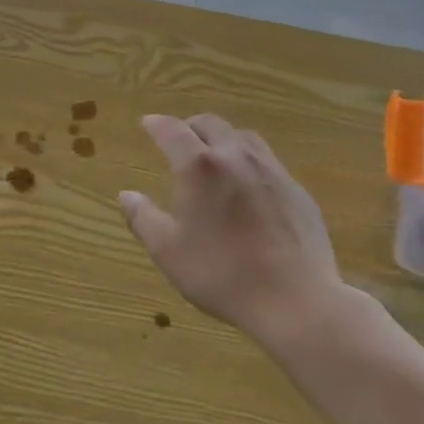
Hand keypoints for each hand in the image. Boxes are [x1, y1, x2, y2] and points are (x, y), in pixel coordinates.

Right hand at [120, 114, 348, 349]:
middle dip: (190, 126)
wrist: (297, 301)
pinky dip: (248, 161)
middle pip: (210, 124)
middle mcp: (236, 156)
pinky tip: (248, 186)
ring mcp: (271, 170)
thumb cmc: (223, 274)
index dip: (157, 124)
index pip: (173, 130)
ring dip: (222, 138)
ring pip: (242, 137)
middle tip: (179, 140)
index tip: (147, 123)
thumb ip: (143, 218)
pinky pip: (267, 161)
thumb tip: (126, 195)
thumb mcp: (169, 252)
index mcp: (200, 167)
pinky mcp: (297, 190)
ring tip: (214, 156)